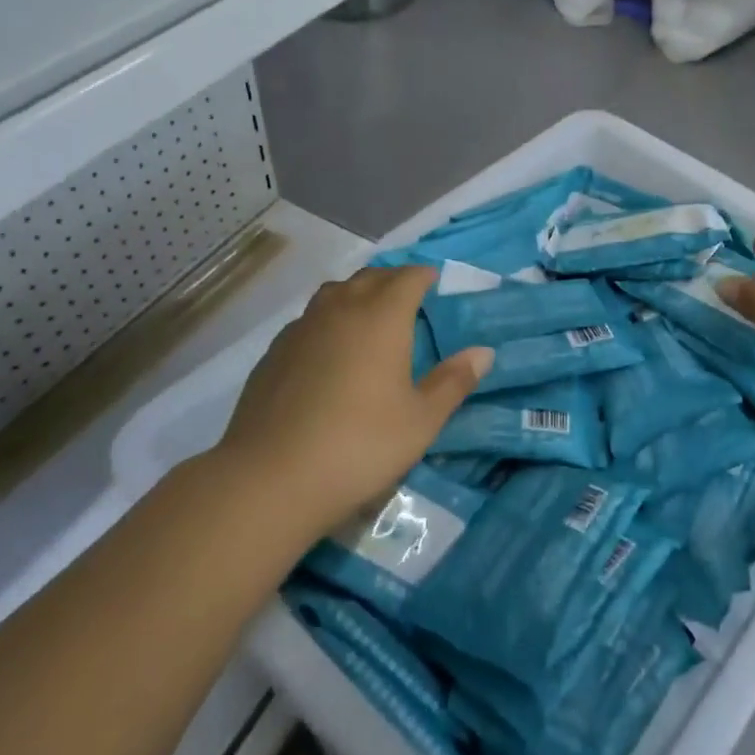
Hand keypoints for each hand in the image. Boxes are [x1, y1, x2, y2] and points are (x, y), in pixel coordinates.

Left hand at [217, 266, 491, 535]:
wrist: (271, 478)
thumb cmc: (360, 445)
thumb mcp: (421, 420)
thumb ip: (453, 381)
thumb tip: (483, 352)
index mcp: (382, 317)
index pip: (407, 278)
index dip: (424, 275)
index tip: (435, 282)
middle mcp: (340, 310)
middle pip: (369, 278)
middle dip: (392, 280)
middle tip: (409, 298)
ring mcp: (301, 329)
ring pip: (334, 294)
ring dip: (356, 295)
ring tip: (370, 317)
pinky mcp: (274, 353)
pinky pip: (309, 320)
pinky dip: (328, 322)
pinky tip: (330, 353)